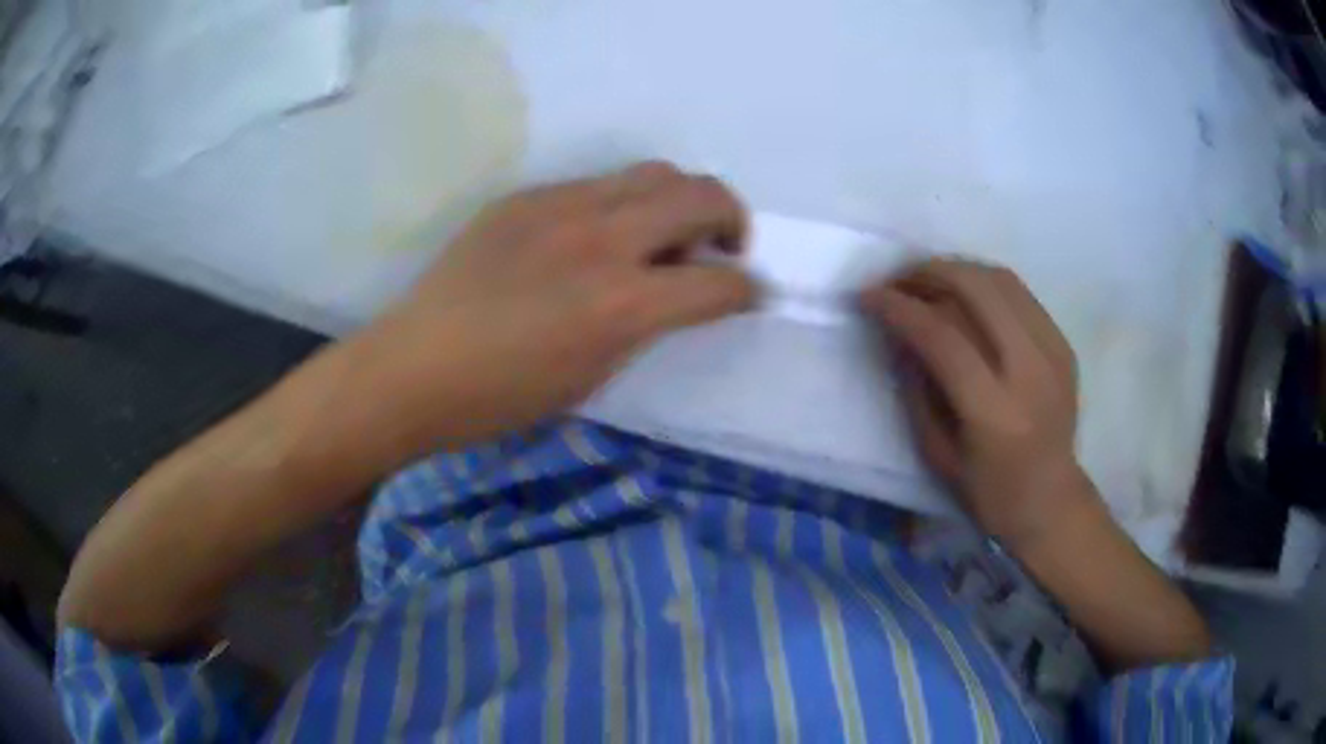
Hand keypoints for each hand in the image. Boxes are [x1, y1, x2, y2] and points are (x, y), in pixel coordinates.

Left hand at [364, 161, 757, 445]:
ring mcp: (560, 207)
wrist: (413, 367)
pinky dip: (620, 204)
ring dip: (678, 200)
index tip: (750, 294)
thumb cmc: (501, 398)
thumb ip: (644, 324)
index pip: (718, 282)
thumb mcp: (592, 375)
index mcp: (622, 304)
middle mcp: (601, 239)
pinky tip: (596, 236)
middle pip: (700, 194)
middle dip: (731, 219)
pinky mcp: (525, 197)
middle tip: (721, 248)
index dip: (747, 291)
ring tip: (665, 231)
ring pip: (652, 172)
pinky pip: (595, 184)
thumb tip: (675, 293)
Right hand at [859, 259, 1088, 544]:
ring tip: (927, 279)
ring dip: (956, 269)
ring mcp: (1053, 352)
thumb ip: (916, 389)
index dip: (900, 308)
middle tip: (897, 280)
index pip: (942, 336)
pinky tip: (964, 295)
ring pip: (1000, 280)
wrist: (1051, 500)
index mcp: (995, 411)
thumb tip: (899, 334)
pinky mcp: (1063, 344)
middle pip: (976, 290)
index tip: (868, 296)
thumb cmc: (988, 493)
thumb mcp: (937, 453)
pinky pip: (1019, 294)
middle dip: (928, 273)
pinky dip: (984, 284)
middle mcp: (1030, 370)